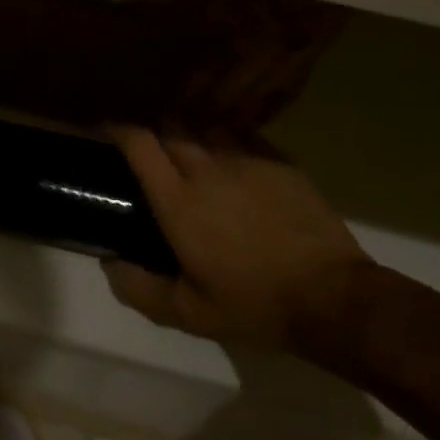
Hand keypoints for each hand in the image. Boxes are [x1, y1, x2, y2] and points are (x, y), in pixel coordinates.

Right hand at [103, 128, 377, 364]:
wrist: (332, 297)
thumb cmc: (254, 304)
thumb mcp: (189, 314)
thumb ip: (140, 288)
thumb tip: (109, 262)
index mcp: (178, 200)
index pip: (139, 143)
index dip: (119, 128)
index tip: (107, 128)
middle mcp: (207, 168)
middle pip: (170, 126)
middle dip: (154, 128)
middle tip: (148, 145)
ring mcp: (246, 159)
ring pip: (206, 126)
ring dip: (190, 131)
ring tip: (188, 146)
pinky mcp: (279, 161)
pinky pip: (243, 135)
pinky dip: (227, 139)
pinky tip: (230, 157)